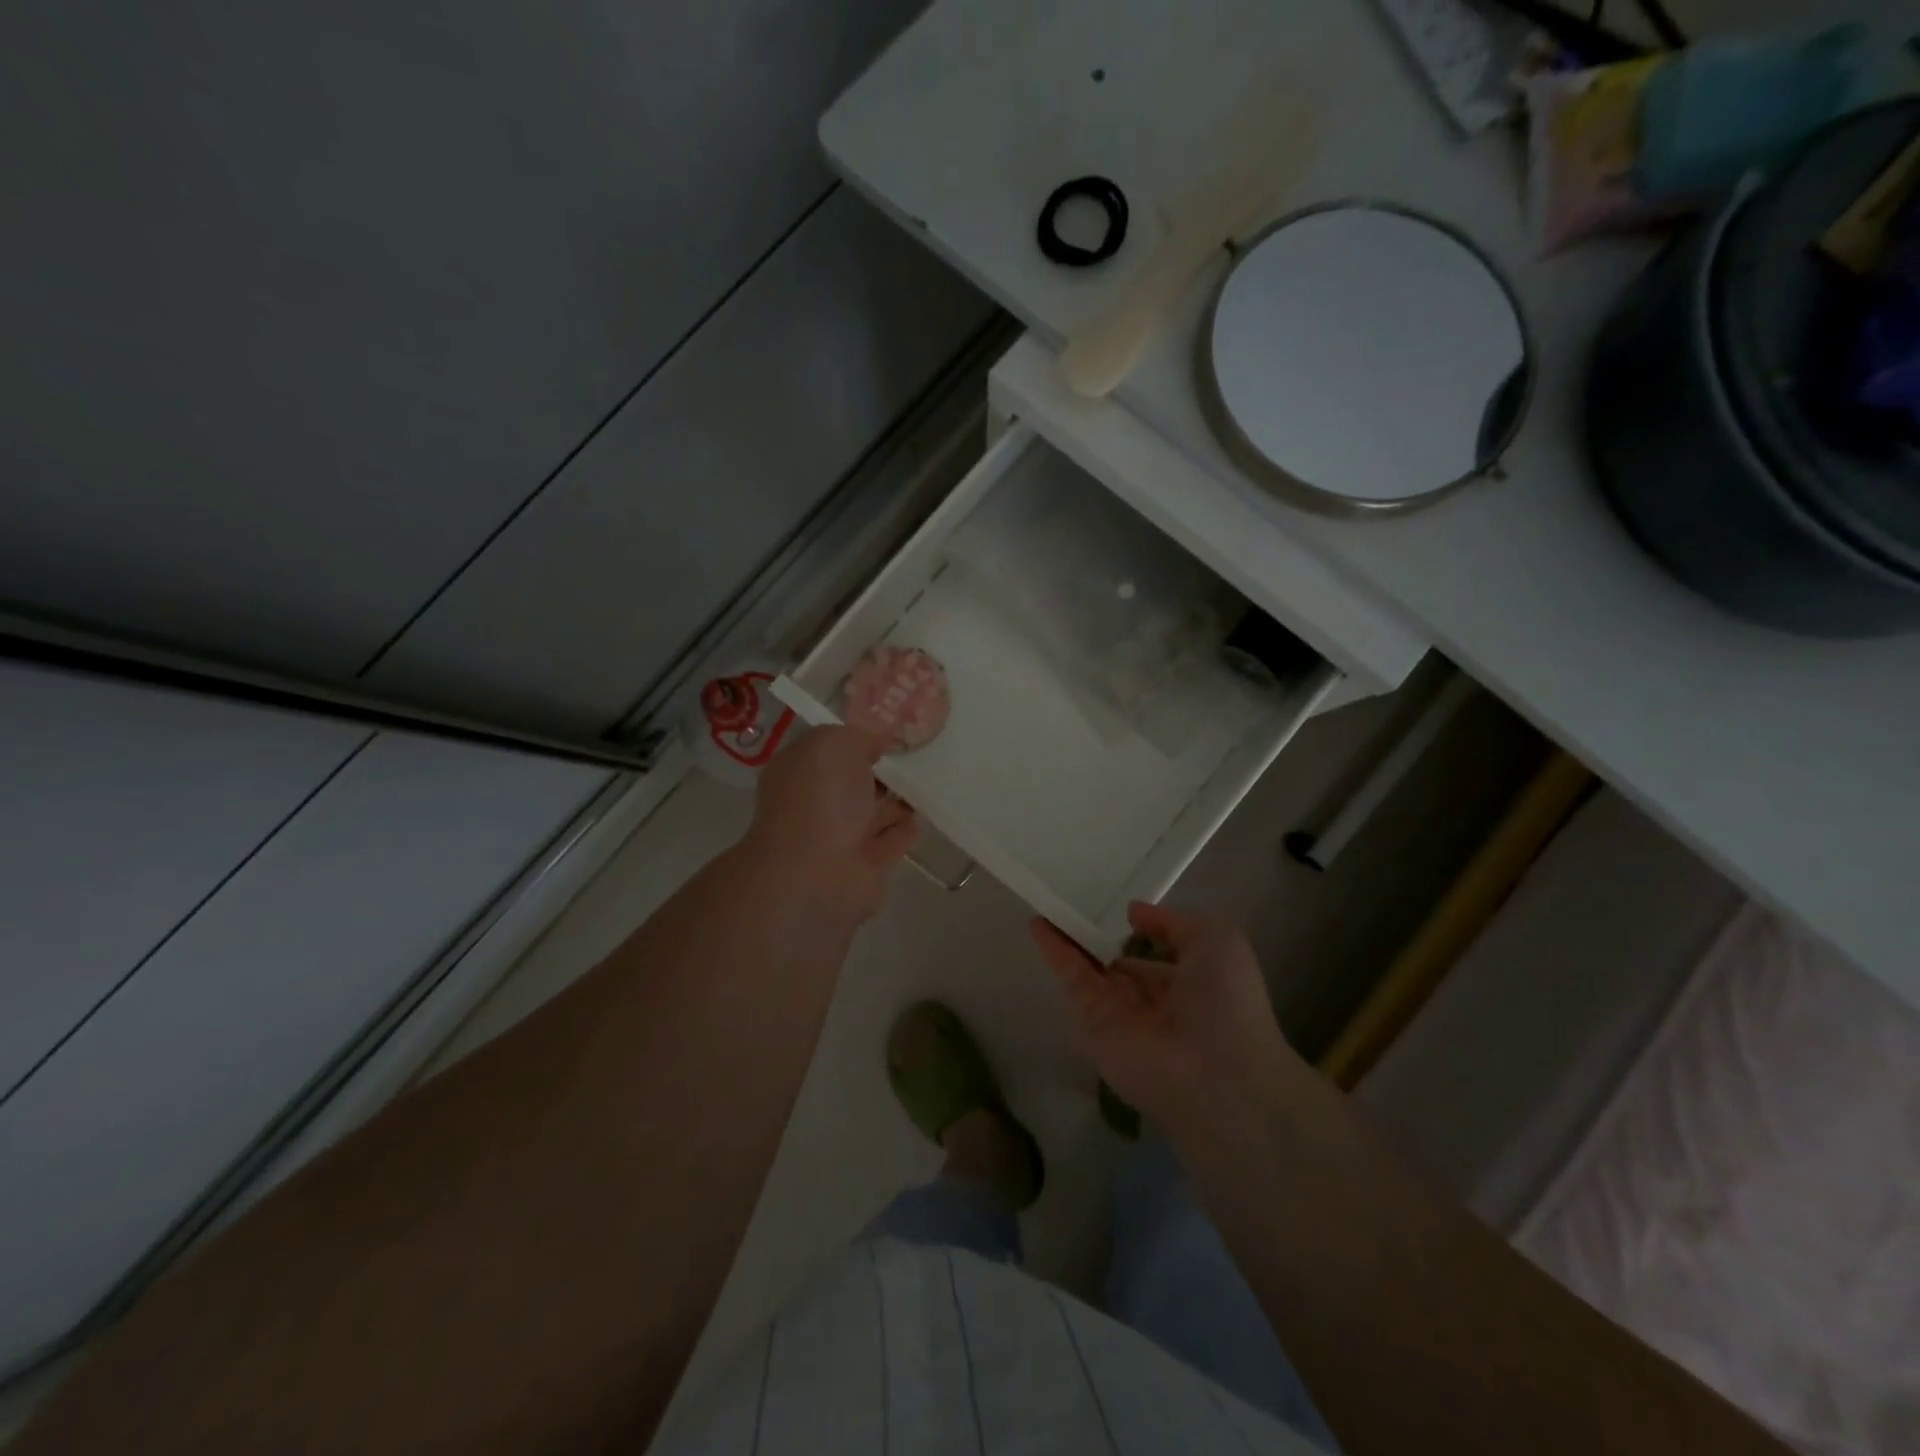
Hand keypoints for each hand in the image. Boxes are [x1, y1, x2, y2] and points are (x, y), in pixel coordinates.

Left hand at [746, 725, 917, 920]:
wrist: (818, 874)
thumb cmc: (820, 798)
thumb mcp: (834, 744)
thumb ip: (857, 737)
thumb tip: (876, 744)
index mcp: (798, 773)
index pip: (826, 751)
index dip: (854, 741)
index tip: (887, 734)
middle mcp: (814, 805)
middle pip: (850, 784)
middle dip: (877, 772)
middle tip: (912, 758)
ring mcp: (839, 839)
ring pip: (871, 814)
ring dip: (894, 802)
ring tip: (925, 785)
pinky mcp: (866, 868)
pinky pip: (890, 842)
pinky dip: (904, 831)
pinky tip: (921, 818)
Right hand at [1030, 902, 1303, 1136]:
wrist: (1213, 1073)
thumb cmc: (1226, 1001)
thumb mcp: (1217, 940)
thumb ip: (1172, 922)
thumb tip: (1133, 913)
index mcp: (1187, 983)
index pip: (1153, 956)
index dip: (1135, 932)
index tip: (1113, 904)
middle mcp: (1150, 999)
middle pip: (1115, 961)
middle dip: (1096, 935)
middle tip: (1072, 899)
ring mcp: (1117, 1012)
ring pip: (1087, 966)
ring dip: (1068, 936)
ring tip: (1048, 901)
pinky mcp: (1089, 1021)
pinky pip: (1070, 978)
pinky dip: (1053, 950)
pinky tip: (1038, 922)